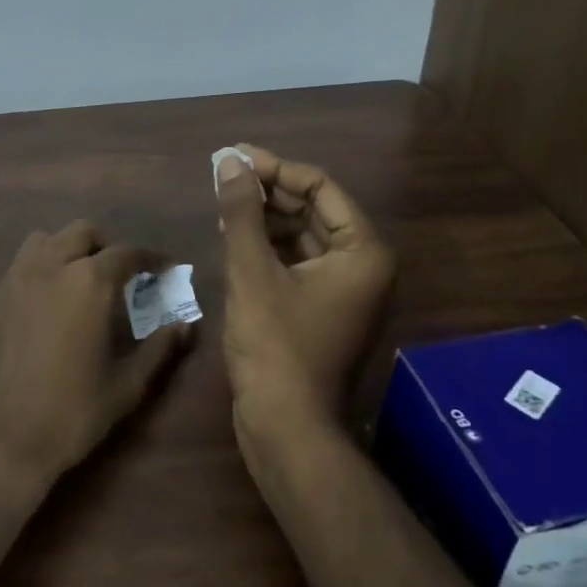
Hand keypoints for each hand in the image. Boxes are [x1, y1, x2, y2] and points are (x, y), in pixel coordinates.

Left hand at [0, 220, 195, 491]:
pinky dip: (30, 287)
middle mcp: (46, 268)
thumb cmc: (71, 414)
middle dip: (104, 246)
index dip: (151, 258)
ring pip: (39, 244)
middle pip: (80, 232)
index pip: (127, 252)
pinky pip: (11, 281)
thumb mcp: (127, 386)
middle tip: (117, 275)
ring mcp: (7, 284)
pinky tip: (33, 321)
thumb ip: (158, 348)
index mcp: (87, 282)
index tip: (164, 268)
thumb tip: (184, 326)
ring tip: (73, 284)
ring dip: (62, 253)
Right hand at [215, 145, 394, 440]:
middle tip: (223, 176)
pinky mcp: (323, 308)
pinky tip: (234, 237)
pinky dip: (268, 247)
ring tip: (222, 205)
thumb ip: (242, 212)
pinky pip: (297, 262)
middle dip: (267, 192)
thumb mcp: (252, 272)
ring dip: (264, 218)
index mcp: (363, 251)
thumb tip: (229, 162)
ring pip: (303, 236)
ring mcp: (345, 290)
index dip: (275, 168)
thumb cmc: (275, 346)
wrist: (287, 428)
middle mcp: (363, 265)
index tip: (233, 158)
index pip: (320, 186)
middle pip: (313, 209)